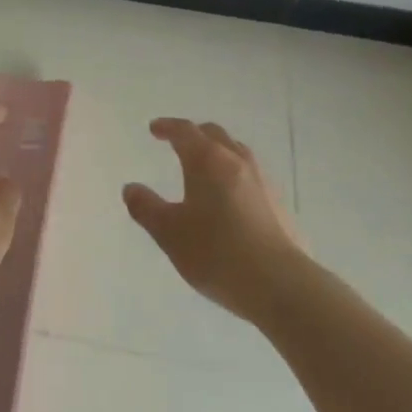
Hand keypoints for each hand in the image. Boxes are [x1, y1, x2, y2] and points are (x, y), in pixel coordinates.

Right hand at [123, 118, 307, 323]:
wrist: (281, 285)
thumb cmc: (217, 253)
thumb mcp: (170, 233)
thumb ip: (146, 208)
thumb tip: (131, 188)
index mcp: (207, 160)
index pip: (185, 131)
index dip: (167, 127)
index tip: (154, 129)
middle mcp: (236, 161)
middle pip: (214, 134)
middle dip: (194, 134)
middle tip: (179, 142)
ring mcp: (262, 182)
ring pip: (237, 152)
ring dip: (218, 151)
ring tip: (206, 167)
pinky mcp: (279, 205)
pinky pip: (252, 176)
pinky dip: (234, 174)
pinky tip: (231, 198)